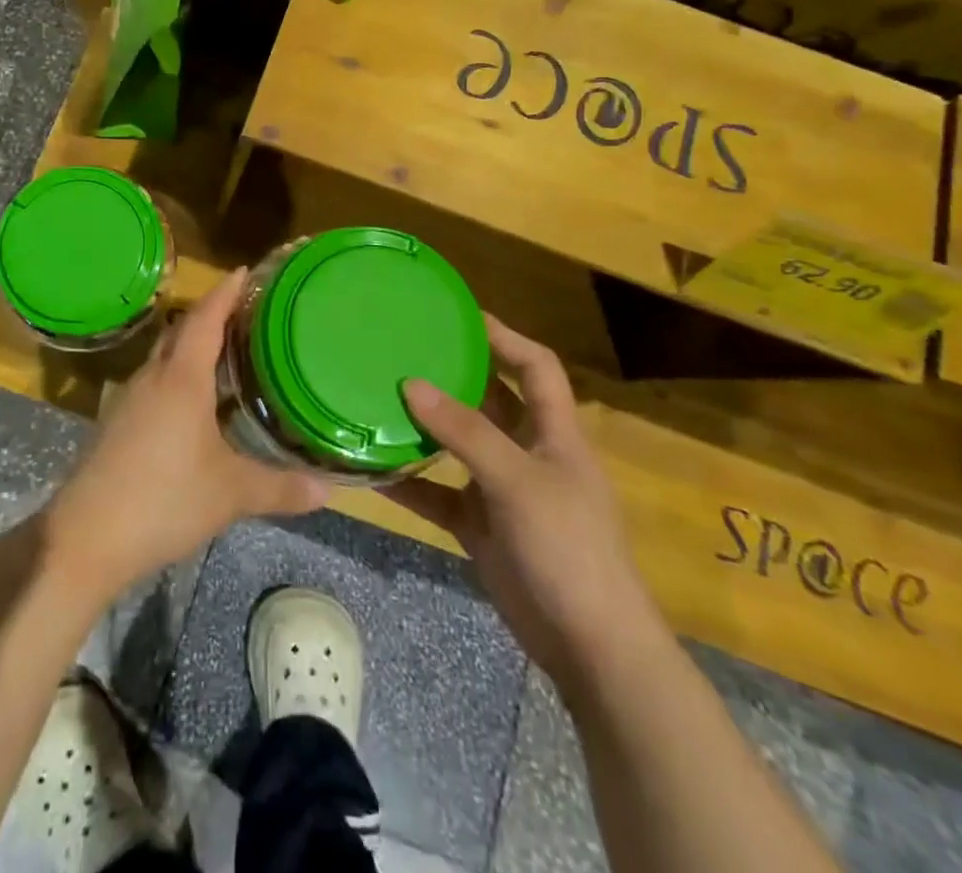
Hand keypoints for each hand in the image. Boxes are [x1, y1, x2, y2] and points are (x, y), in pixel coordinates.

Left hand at [43, 268, 328, 600]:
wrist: (86, 537)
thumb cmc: (163, 500)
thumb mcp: (230, 494)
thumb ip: (280, 488)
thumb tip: (329, 490)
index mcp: (180, 379)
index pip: (205, 320)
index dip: (225, 293)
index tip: (244, 271)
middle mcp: (152, 378)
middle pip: (181, 331)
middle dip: (210, 315)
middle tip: (244, 311)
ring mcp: (129, 400)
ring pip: (164, 358)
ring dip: (191, 346)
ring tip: (225, 352)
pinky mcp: (116, 424)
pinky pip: (154, 383)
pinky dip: (177, 377)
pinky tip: (194, 403)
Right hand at [382, 316, 665, 688]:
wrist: (589, 648)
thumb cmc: (568, 549)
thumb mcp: (517, 482)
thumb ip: (465, 432)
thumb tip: (410, 383)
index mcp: (554, 433)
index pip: (536, 366)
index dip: (504, 336)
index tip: (459, 314)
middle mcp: (528, 453)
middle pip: (491, 400)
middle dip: (453, 374)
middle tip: (403, 349)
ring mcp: (503, 492)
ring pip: (458, 446)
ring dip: (424, 427)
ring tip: (378, 396)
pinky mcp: (481, 527)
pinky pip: (438, 494)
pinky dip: (409, 483)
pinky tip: (371, 471)